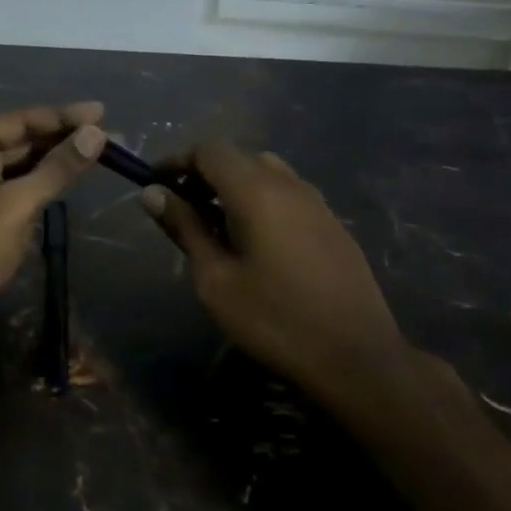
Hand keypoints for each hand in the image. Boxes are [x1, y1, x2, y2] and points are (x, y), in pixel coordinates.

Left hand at [0, 103, 106, 379]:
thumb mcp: (18, 204)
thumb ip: (58, 167)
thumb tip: (96, 134)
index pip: (20, 121)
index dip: (63, 117)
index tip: (102, 112)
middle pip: (17, 142)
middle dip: (60, 141)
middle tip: (107, 138)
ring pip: (15, 170)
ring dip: (50, 166)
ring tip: (93, 158)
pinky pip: (9, 193)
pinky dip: (35, 190)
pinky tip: (62, 188)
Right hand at [142, 142, 409, 405]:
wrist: (359, 360)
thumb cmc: (275, 320)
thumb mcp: (216, 279)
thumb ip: (184, 228)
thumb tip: (152, 193)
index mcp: (256, 190)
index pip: (209, 150)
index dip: (177, 161)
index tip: (155, 185)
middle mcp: (289, 184)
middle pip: (237, 158)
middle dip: (203, 175)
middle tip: (180, 209)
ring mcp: (317, 203)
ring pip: (265, 173)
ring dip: (233, 187)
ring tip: (216, 226)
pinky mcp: (333, 224)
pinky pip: (288, 194)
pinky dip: (261, 201)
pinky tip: (256, 242)